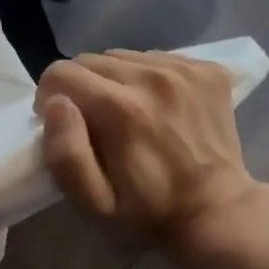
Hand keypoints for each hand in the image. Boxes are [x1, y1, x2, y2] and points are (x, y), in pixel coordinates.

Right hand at [36, 50, 263, 257]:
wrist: (217, 211)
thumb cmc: (146, 211)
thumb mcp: (92, 202)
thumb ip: (66, 154)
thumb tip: (55, 104)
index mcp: (120, 108)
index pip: (60, 73)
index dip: (51, 99)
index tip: (66, 126)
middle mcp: (152, 77)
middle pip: (89, 60)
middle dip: (81, 88)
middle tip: (94, 122)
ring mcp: (185, 70)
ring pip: (121, 56)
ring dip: (113, 81)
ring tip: (126, 114)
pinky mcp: (207, 70)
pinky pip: (154, 58)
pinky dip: (145, 77)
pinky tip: (156, 108)